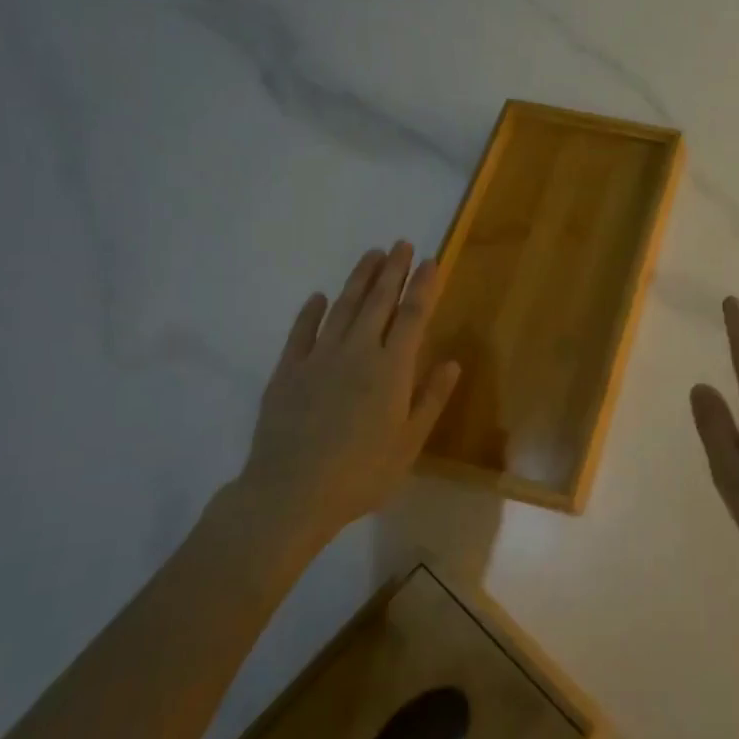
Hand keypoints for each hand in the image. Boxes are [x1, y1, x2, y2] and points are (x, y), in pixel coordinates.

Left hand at [223, 242, 459, 572]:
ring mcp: (318, 358)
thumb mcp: (410, 442)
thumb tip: (451, 362)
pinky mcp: (287, 372)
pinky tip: (319, 298)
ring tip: (371, 255)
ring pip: (343, 308)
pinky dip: (311, 312)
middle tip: (401, 244)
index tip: (430, 261)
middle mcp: (357, 352)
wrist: (291, 494)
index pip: (412, 316)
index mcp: (391, 368)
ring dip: (359, 280)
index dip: (423, 286)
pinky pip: (301, 333)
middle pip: (378, 302)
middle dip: (392, 271)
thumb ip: (431, 399)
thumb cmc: (362, 473)